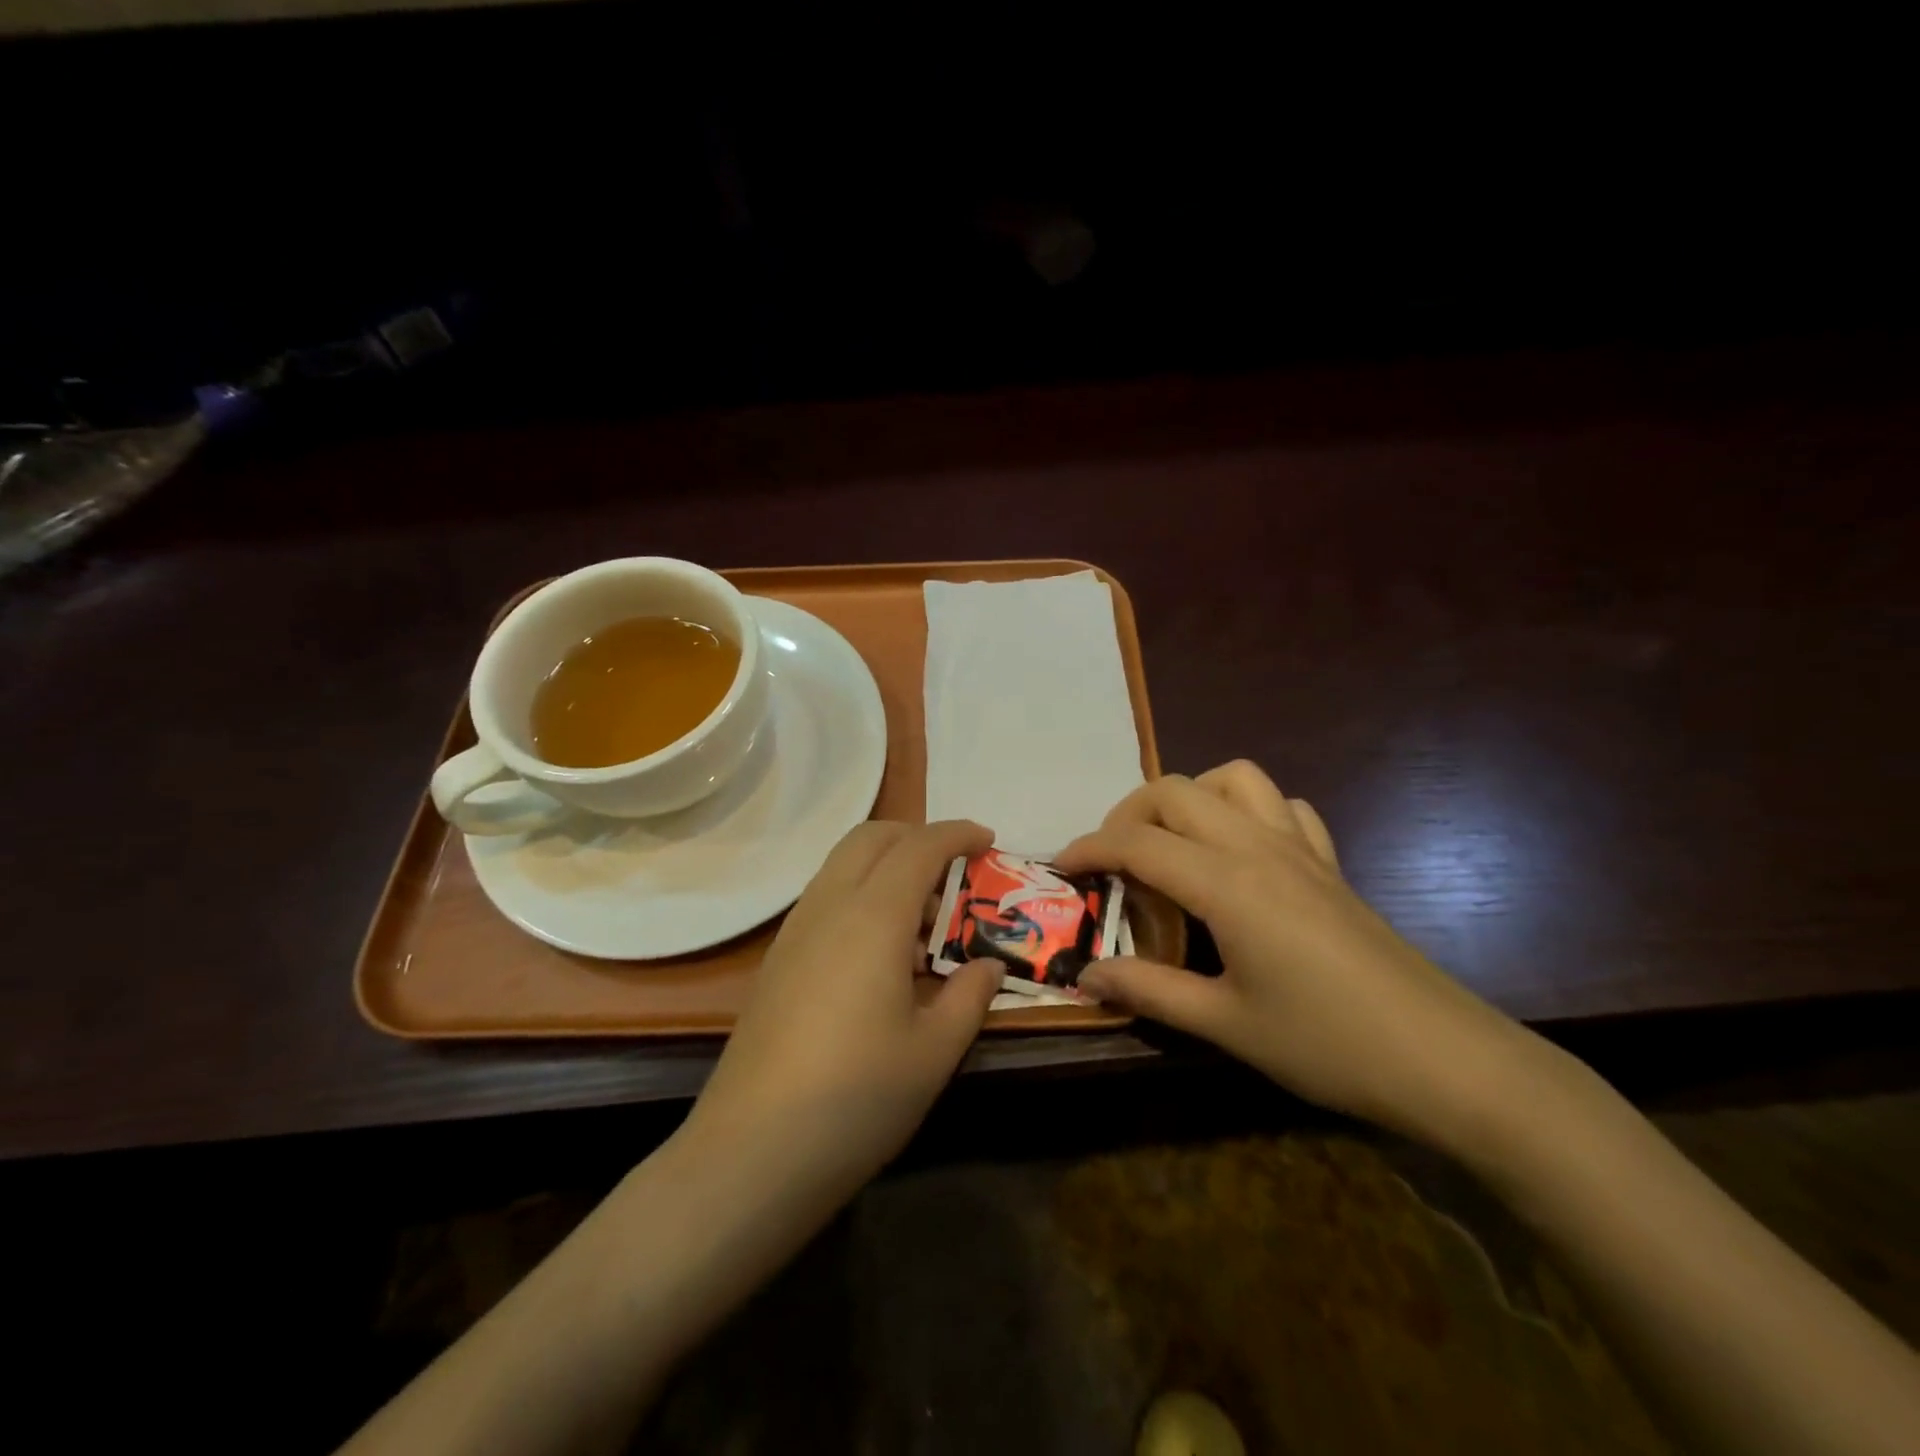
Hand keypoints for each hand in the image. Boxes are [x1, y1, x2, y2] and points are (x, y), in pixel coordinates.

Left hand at [686, 819, 1005, 1194]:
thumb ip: (969, 996)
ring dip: (886, 866)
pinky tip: (881, 952)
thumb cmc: (857, 1098)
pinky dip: (861, 894)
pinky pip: (825, 898)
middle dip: (917, 836)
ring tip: (923, 920)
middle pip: (871, 838)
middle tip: (956, 869)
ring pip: (842, 864)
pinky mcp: (777, 960)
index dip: (957, 834)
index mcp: (873, 917)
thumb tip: (988, 966)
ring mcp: (795, 931)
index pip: (919, 847)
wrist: (752, 1152)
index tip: (988, 839)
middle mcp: (829, 907)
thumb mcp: (934, 1051)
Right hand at [1055, 762, 1538, 1142]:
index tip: (1062, 867)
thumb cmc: (1326, 1044)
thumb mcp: (1224, 1024)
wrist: (1446, 1059)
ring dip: (1191, 797)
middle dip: (1128, 814)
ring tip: (1173, 844)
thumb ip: (1149, 990)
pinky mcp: (1330, 863)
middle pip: (1176, 791)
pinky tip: (1243, 853)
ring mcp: (1300, 848)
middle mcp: (1258, 846)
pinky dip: (1250, 811)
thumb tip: (1086, 975)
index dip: (1089, 848)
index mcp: (1226, 883)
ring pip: (1234, 777)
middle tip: (1112, 861)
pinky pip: (1284, 807)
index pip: (1137, 842)